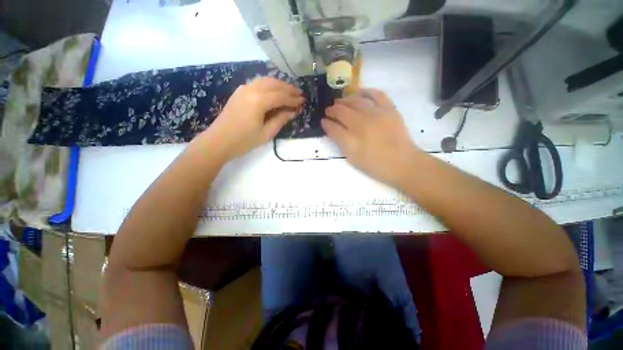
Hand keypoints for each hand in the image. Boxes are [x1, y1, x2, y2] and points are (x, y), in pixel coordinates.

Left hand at [205, 77, 303, 159]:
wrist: (218, 141)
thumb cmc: (244, 141)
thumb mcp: (266, 133)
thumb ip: (281, 120)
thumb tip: (293, 112)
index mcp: (259, 101)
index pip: (281, 96)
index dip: (293, 99)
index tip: (303, 101)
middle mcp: (252, 89)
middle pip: (274, 84)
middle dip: (288, 89)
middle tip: (299, 94)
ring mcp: (244, 89)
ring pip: (266, 81)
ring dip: (279, 84)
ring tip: (290, 91)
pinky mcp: (239, 92)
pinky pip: (258, 83)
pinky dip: (269, 85)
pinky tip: (274, 91)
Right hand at [322, 89, 420, 185]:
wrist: (402, 164)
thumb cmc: (374, 164)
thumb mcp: (352, 156)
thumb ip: (339, 139)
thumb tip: (327, 125)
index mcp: (352, 134)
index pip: (334, 123)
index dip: (327, 122)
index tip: (323, 121)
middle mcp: (363, 119)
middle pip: (343, 110)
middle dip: (333, 109)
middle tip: (329, 110)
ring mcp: (377, 112)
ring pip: (357, 100)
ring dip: (346, 99)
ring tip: (340, 101)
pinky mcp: (390, 109)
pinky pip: (377, 94)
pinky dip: (367, 91)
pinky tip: (360, 92)